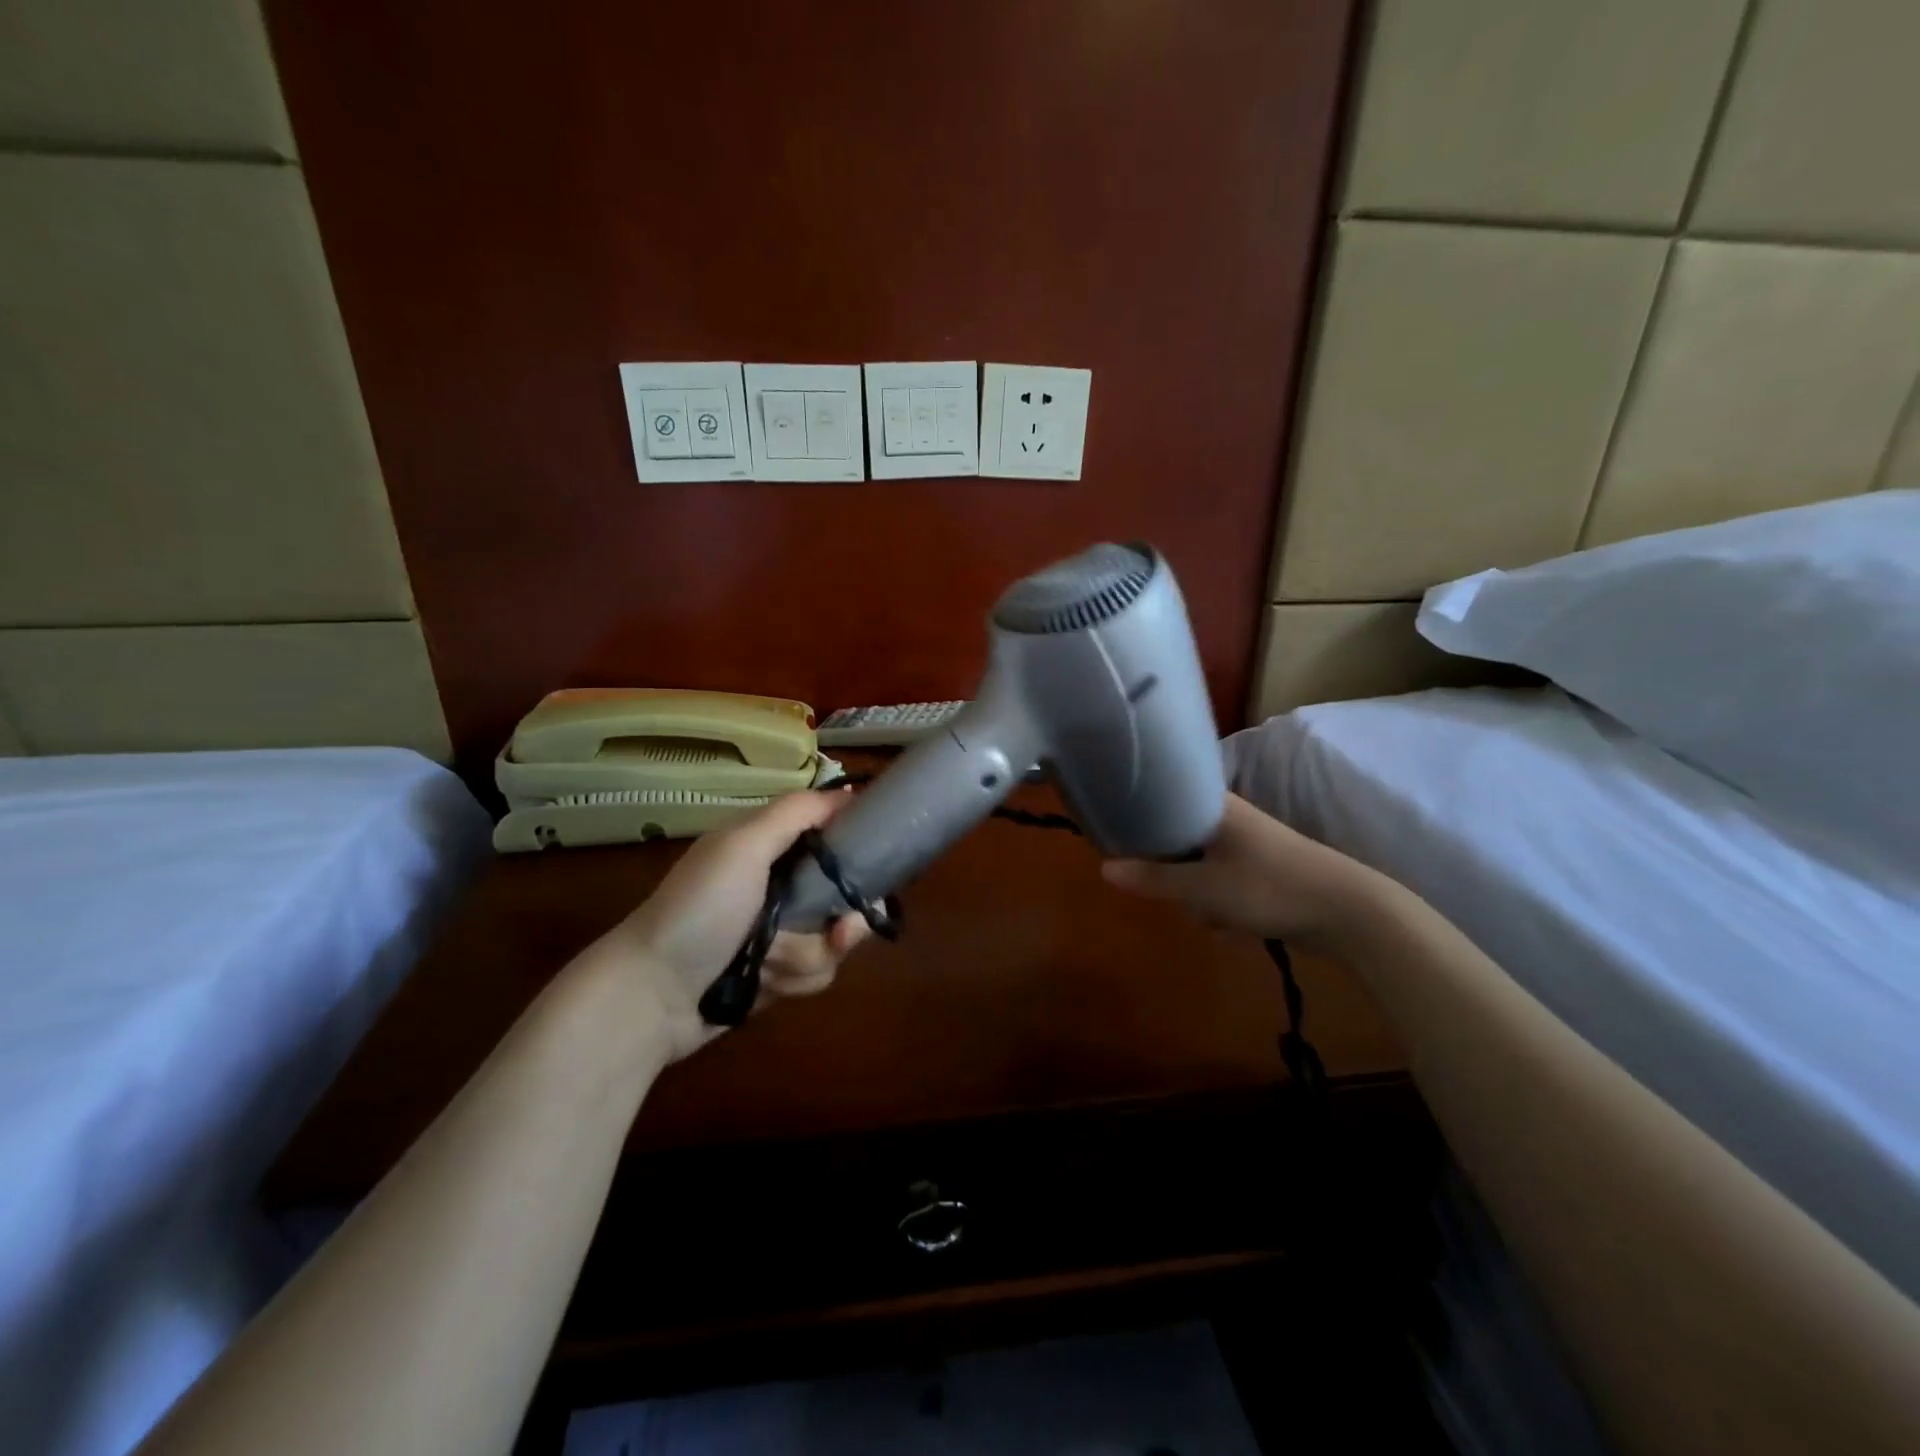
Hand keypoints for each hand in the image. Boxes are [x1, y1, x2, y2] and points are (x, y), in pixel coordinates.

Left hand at [587, 789, 870, 1062]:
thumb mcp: (744, 846)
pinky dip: (793, 980)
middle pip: (844, 893)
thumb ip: (796, 813)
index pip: (831, 832)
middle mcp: (779, 884)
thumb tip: (850, 792)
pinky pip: (815, 972)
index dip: (858, 845)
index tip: (879, 862)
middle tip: (841, 932)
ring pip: (833, 939)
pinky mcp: (776, 973)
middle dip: (846, 920)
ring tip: (770, 964)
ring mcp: (778, 931)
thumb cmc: (701, 910)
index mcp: (768, 846)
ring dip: (807, 956)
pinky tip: (763, 984)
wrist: (651, 996)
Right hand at [1101, 792, 1380, 945]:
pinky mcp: (1261, 871)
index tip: (1118, 840)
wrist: (1349, 912)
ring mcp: (1247, 846)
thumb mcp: (1201, 888)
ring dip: (1197, 895)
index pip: (1160, 798)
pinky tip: (1231, 926)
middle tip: (1173, 892)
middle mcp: (1228, 818)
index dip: (1137, 818)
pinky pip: (1221, 884)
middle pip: (1175, 839)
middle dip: (1171, 873)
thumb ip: (1152, 878)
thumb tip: (1103, 868)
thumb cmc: (1268, 887)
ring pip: (1197, 867)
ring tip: (1210, 915)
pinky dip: (1220, 904)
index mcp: (1212, 806)